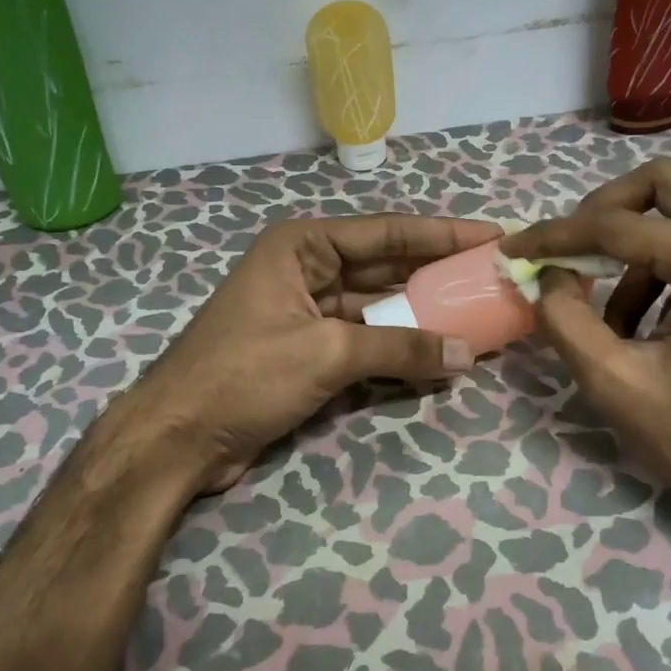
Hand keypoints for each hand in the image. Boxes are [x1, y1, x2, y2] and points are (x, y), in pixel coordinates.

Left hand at [111, 213, 501, 495]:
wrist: (178, 438)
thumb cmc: (244, 375)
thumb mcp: (326, 353)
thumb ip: (400, 347)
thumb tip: (467, 354)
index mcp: (303, 246)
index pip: (386, 232)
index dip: (442, 233)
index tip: (492, 234)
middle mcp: (307, 269)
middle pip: (385, 266)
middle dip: (437, 272)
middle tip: (492, 274)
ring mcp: (308, 311)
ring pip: (379, 305)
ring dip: (423, 313)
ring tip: (479, 312)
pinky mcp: (309, 349)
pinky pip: (366, 339)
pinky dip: (399, 346)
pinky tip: (441, 351)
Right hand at [503, 160, 670, 549]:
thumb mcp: (618, 387)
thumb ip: (566, 321)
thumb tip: (547, 276)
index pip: (618, 224)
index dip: (556, 234)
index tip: (515, 247)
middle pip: (666, 183)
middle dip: (606, 209)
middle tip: (573, 251)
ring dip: (638, 244)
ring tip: (611, 313)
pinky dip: (668, 263)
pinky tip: (649, 322)